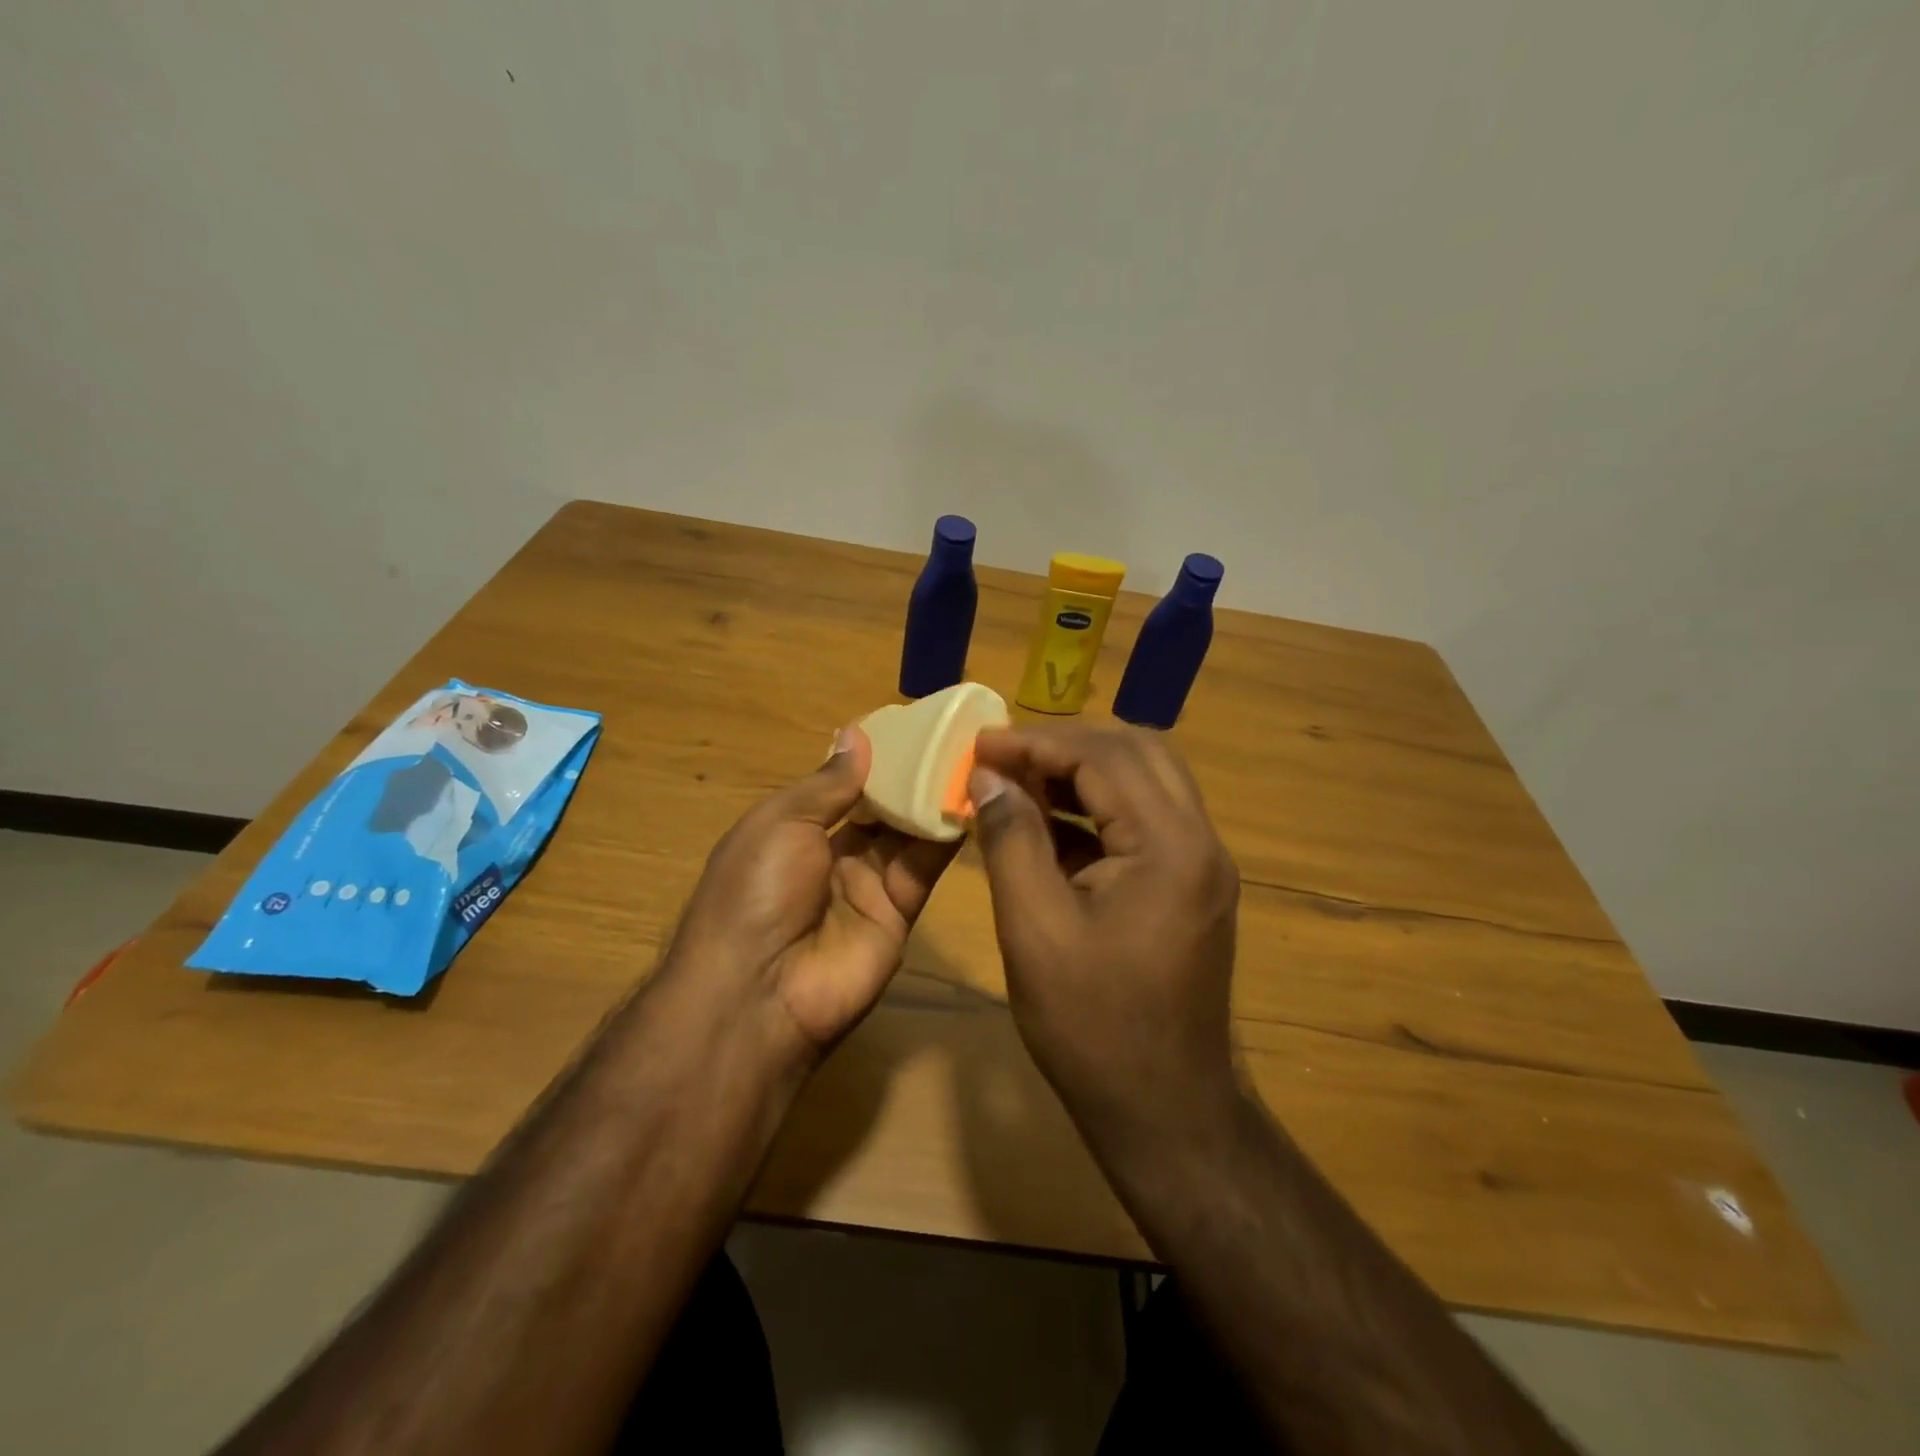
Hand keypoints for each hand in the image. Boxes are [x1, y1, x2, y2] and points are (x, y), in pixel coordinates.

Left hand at [668, 725, 960, 1053]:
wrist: (760, 991)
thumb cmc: (756, 890)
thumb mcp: (781, 822)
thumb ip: (828, 783)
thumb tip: (856, 734)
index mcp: (795, 832)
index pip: (843, 788)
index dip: (875, 760)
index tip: (912, 727)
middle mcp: (834, 857)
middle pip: (880, 810)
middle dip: (911, 778)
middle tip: (953, 738)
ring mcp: (869, 887)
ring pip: (907, 834)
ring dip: (933, 800)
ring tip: (969, 759)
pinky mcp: (900, 913)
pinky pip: (924, 867)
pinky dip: (945, 836)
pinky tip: (970, 801)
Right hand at [968, 725, 1241, 1149]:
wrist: (1164, 1110)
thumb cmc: (1091, 1025)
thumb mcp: (1034, 929)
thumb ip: (1012, 839)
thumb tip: (989, 776)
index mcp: (1171, 847)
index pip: (1105, 758)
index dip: (1038, 743)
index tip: (981, 744)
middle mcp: (1200, 841)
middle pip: (1137, 752)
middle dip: (1066, 745)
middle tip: (1004, 756)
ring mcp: (1201, 863)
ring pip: (1145, 780)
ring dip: (1083, 771)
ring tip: (1019, 779)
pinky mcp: (1191, 884)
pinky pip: (1145, 820)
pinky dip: (1096, 808)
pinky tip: (1048, 822)